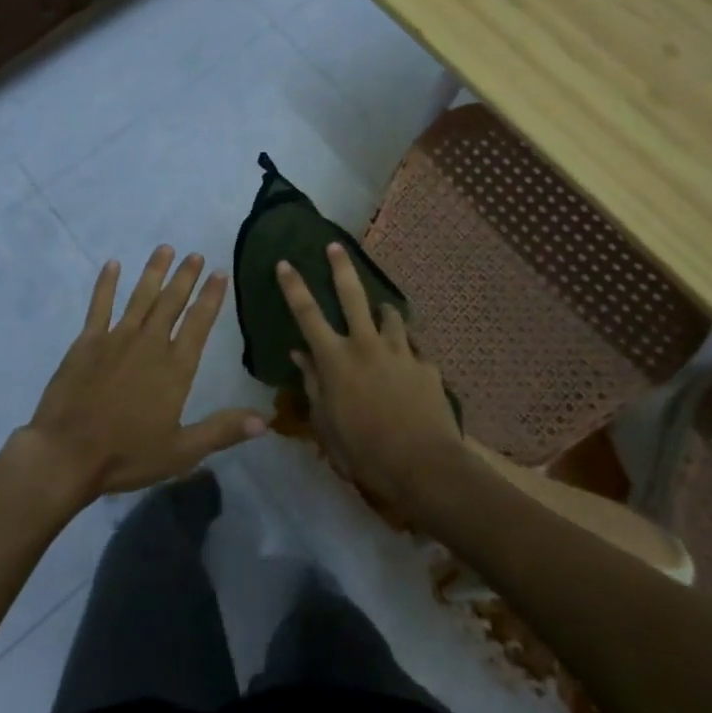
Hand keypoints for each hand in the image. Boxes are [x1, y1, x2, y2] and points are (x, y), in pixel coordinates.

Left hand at [19, 246, 266, 502]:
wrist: (68, 453)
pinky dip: (106, 284)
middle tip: (195, 255)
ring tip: (165, 248)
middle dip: (186, 277)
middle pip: (171, 302)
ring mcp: (116, 338)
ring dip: (154, 272)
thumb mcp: (182, 451)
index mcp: (175, 368)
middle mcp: (149, 343)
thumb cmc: (127, 455)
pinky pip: (99, 305)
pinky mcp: (87, 341)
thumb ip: (222, 430)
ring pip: (141, 296)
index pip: (199, 323)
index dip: (211, 297)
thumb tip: (265, 420)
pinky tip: (113, 265)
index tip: (220, 273)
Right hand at [277, 243, 464, 516]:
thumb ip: (313, 384)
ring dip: (382, 310)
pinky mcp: (426, 365)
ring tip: (382, 312)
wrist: (425, 466)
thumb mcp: (327, 423)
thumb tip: (299, 354)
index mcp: (335, 360)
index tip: (284, 263)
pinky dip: (406, 347)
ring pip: (389, 315)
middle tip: (335, 246)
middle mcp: (366, 345)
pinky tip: (409, 360)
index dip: (294, 286)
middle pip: (351, 295)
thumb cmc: (365, 451)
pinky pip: (413, 347)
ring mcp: (400, 351)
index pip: (307, 314)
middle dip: (341, 268)